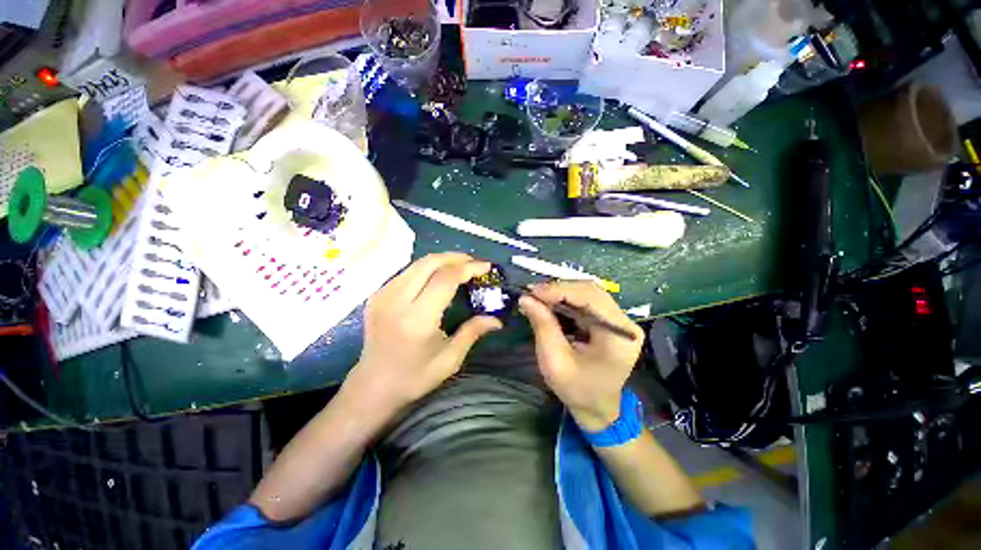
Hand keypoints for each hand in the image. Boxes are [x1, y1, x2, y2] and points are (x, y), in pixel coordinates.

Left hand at [341, 253, 501, 419]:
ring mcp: (383, 295)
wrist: (372, 387)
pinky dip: (426, 269)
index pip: (445, 278)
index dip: (468, 268)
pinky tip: (437, 277)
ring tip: (460, 266)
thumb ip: (472, 332)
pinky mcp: (377, 295)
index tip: (485, 266)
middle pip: (430, 263)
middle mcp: (397, 300)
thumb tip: (496, 320)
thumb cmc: (414, 377)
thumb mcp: (449, 359)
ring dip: (441, 260)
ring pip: (417, 264)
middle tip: (474, 262)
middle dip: (456, 257)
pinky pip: (407, 272)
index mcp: (417, 318)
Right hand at [519, 281, 643, 431]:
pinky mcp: (609, 322)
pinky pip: (585, 303)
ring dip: (560, 293)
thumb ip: (542, 326)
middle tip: (532, 293)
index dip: (559, 290)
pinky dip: (565, 300)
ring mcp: (618, 321)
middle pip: (590, 291)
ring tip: (537, 297)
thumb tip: (526, 298)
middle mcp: (624, 322)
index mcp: (620, 334)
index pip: (591, 297)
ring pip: (587, 293)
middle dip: (558, 289)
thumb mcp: (555, 361)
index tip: (532, 291)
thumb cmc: (577, 390)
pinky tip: (549, 303)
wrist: (597, 409)